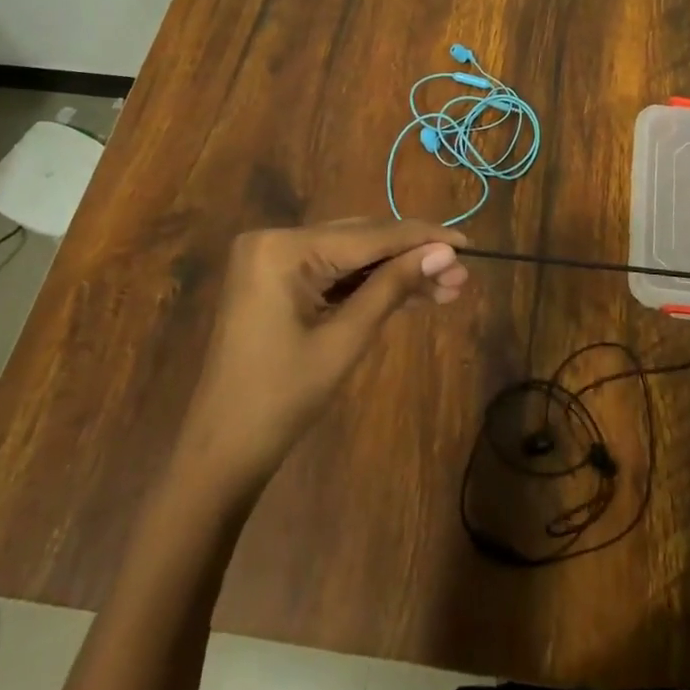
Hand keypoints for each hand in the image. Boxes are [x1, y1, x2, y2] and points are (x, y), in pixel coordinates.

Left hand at [179, 219, 468, 486]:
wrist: (221, 454)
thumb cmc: (282, 399)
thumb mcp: (345, 340)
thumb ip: (393, 287)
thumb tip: (446, 253)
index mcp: (283, 247)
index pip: (369, 235)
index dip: (422, 238)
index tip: (468, 244)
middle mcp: (275, 240)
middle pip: (361, 241)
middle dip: (412, 258)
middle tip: (461, 274)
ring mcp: (273, 260)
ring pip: (351, 257)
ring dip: (395, 273)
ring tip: (448, 288)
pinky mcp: (276, 281)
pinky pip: (332, 274)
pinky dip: (368, 286)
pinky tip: (411, 294)